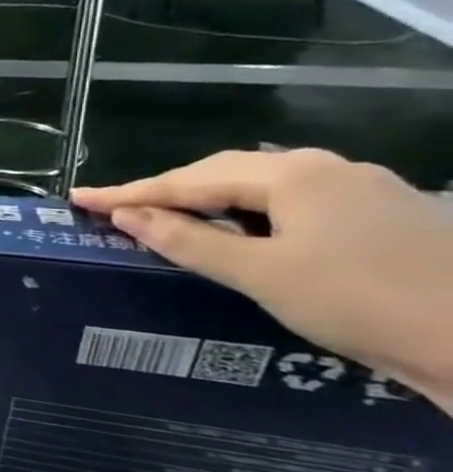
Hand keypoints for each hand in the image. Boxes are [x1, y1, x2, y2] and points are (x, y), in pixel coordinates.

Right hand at [73, 150, 452, 414]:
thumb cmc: (364, 304)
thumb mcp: (261, 275)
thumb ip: (187, 240)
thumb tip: (126, 215)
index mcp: (294, 175)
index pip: (188, 179)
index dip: (129, 192)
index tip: (79, 198)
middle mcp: (330, 168)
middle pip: (226, 173)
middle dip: (169, 191)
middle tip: (118, 211)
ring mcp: (368, 189)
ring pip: (265, 186)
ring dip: (211, 201)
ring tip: (171, 220)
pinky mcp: (392, 215)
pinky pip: (299, 202)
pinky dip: (254, 214)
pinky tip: (245, 232)